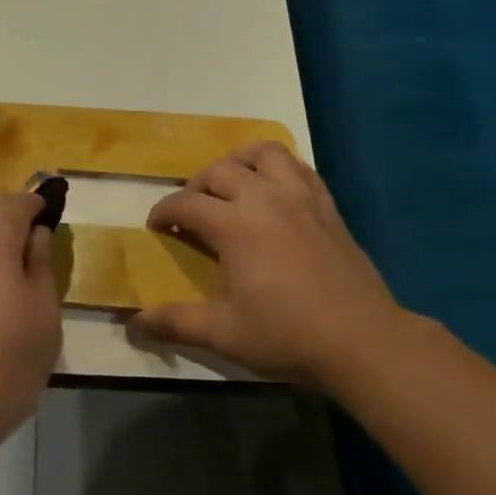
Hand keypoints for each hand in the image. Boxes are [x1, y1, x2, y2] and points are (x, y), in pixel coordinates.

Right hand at [133, 142, 404, 386]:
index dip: (164, 211)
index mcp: (235, 225)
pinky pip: (299, 167)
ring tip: (232, 183)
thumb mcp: (223, 333)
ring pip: (263, 153)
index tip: (157, 226)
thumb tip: (133, 324)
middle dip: (195, 185)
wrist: (362, 341)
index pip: (186, 203)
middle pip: (218, 170)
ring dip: (239, 161)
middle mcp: (264, 199)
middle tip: (191, 210)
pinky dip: (279, 167)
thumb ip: (175, 322)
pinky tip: (274, 188)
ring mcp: (300, 197)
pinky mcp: (327, 205)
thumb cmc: (287, 335)